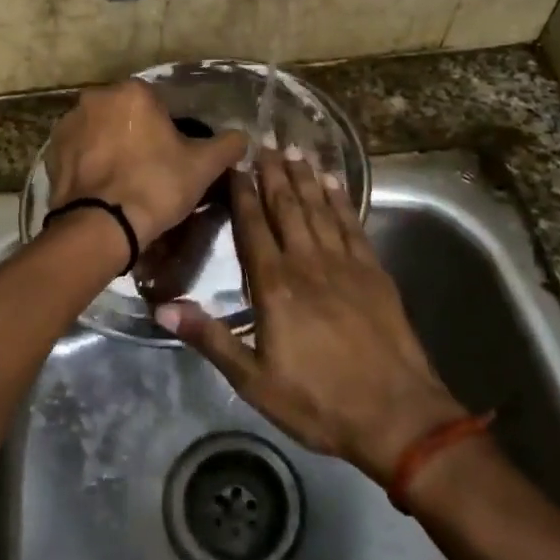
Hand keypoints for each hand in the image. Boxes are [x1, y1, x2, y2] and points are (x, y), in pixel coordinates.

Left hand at [45, 81, 247, 246]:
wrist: (101, 227)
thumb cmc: (156, 186)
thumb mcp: (203, 166)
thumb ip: (227, 145)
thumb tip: (243, 137)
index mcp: (133, 92)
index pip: (159, 104)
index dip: (170, 131)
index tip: (174, 157)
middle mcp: (95, 98)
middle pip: (127, 115)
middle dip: (138, 135)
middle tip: (152, 170)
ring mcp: (68, 124)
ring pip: (101, 132)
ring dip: (112, 148)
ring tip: (125, 183)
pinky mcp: (52, 153)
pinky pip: (80, 153)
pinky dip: (91, 165)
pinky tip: (104, 189)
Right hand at [154, 147, 466, 481]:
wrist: (398, 417)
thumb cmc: (319, 402)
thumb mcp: (254, 381)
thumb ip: (210, 338)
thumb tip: (162, 308)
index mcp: (276, 287)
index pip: (253, 228)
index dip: (243, 194)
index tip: (235, 165)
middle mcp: (309, 263)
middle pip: (288, 209)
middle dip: (273, 175)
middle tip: (264, 142)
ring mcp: (346, 265)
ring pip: (320, 210)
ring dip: (305, 179)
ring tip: (293, 152)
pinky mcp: (374, 273)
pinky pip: (353, 226)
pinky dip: (342, 201)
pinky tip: (335, 183)